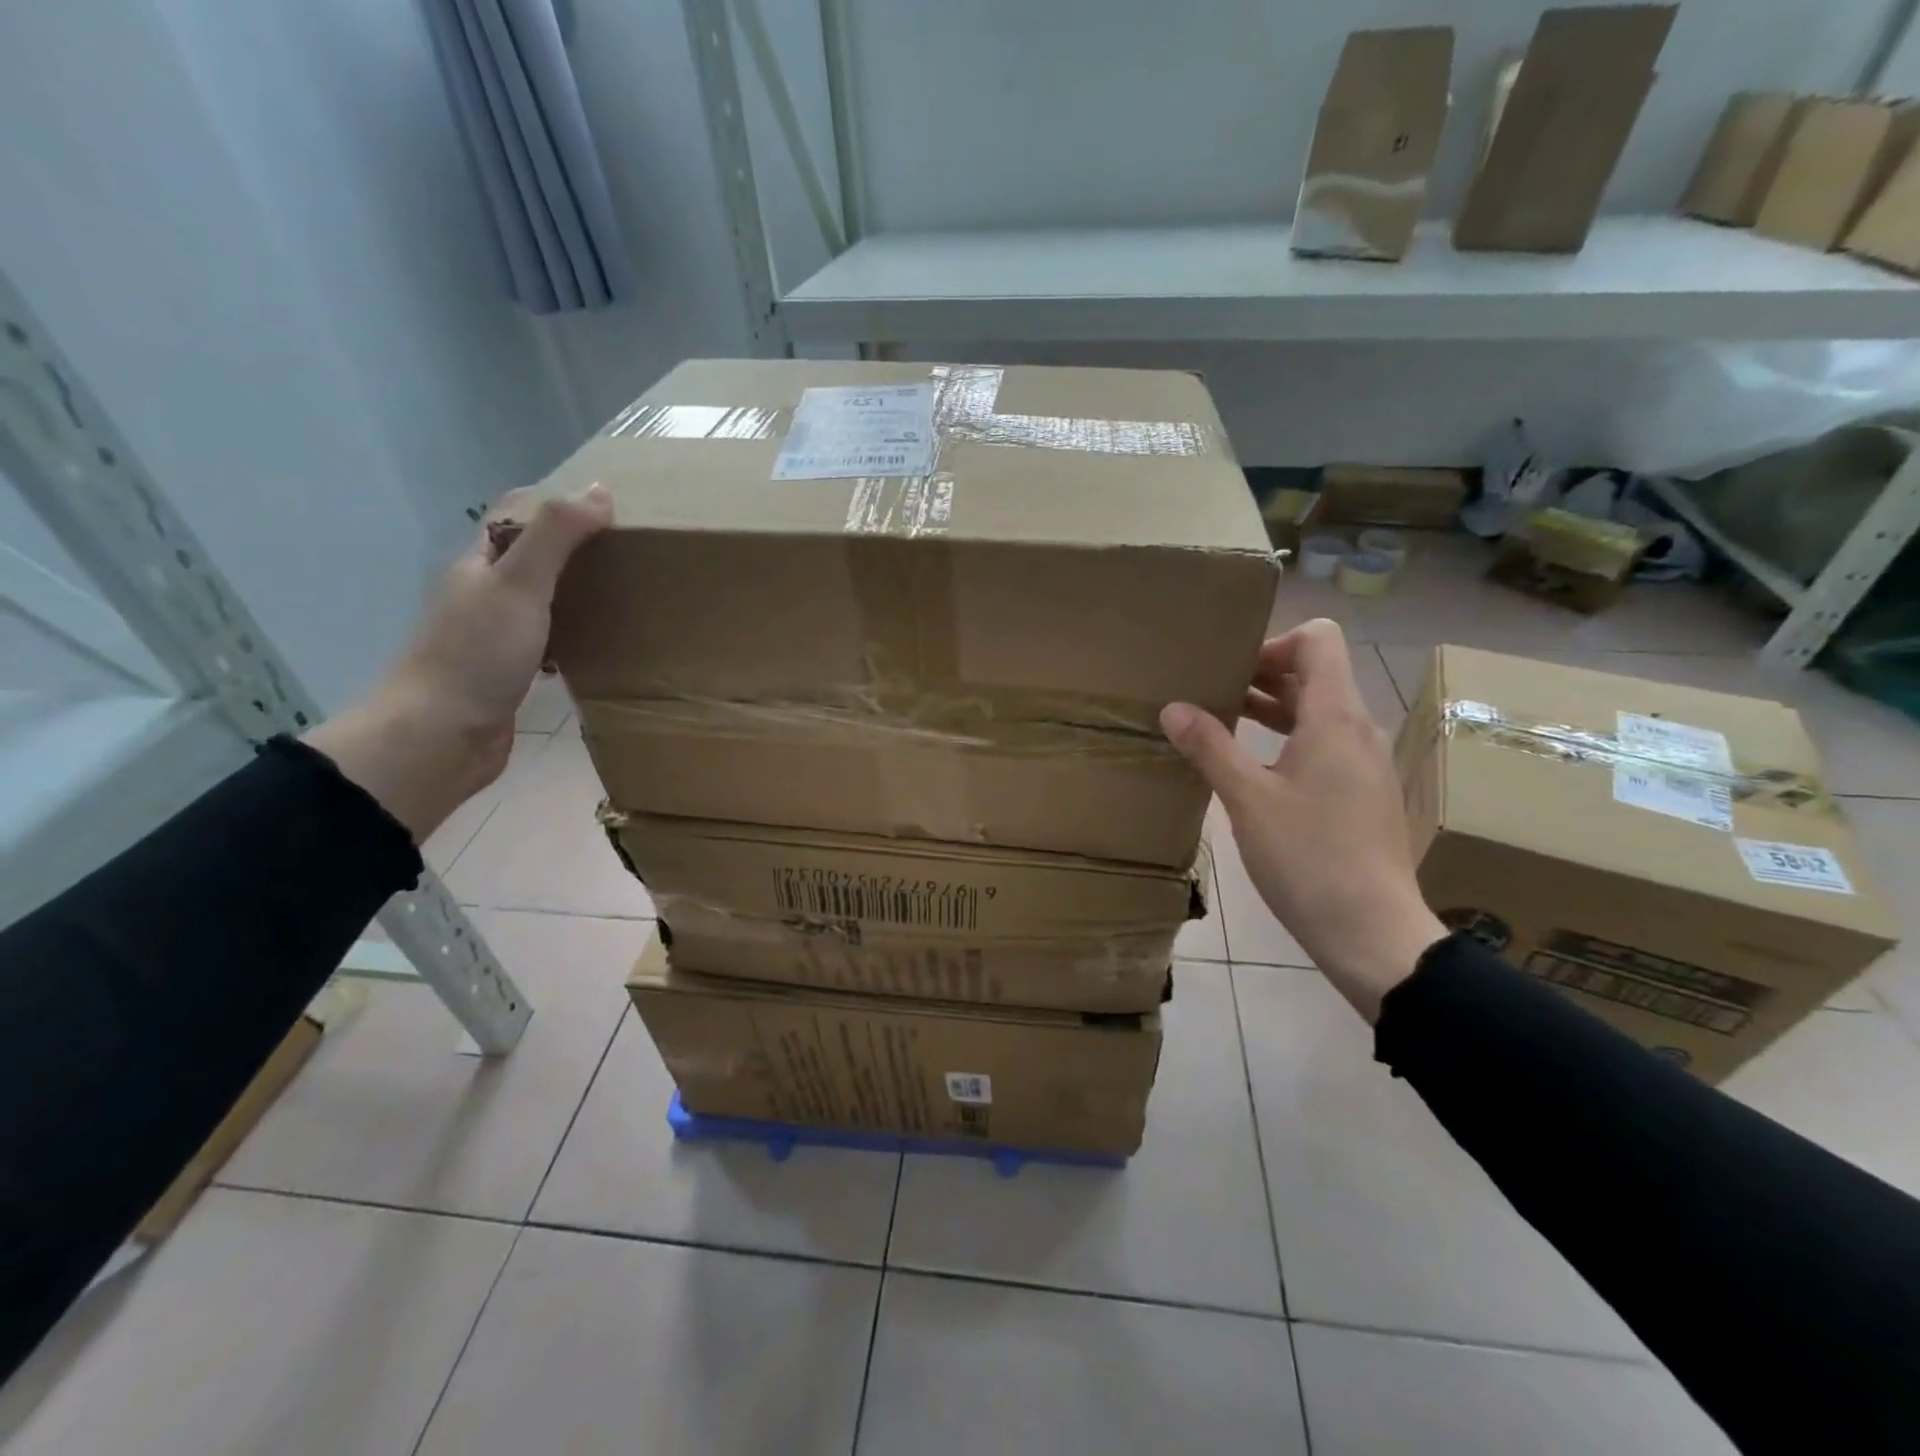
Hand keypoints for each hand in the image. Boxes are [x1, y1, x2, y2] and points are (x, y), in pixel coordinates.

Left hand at [306, 483, 611, 840]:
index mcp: (479, 565)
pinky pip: (549, 640)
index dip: (554, 502)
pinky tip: (602, 644)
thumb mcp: (520, 583)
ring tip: (625, 592)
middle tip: (627, 550)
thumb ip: (557, 536)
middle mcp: (483, 594)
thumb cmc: (478, 652)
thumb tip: (600, 491)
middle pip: (530, 557)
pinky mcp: (510, 673)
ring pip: (541, 601)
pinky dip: (575, 634)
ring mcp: (494, 636)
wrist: (443, 735)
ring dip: (577, 592)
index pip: (513, 515)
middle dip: (574, 548)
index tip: (606, 505)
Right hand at [1161, 618, 1444, 1021]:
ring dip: (1272, 709)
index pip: (1319, 640)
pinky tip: (1250, 769)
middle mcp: (1358, 729)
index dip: (1274, 642)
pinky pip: (1323, 745)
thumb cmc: (1308, 857)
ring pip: (1318, 712)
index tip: (1230, 668)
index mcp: (1335, 717)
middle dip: (1262, 674)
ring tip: (1219, 723)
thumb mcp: (1247, 800)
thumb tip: (1172, 707)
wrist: (1372, 931)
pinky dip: (1286, 740)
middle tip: (1210, 692)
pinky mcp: (1362, 793)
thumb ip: (1210, 747)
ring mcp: (1364, 763)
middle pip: (1315, 674)